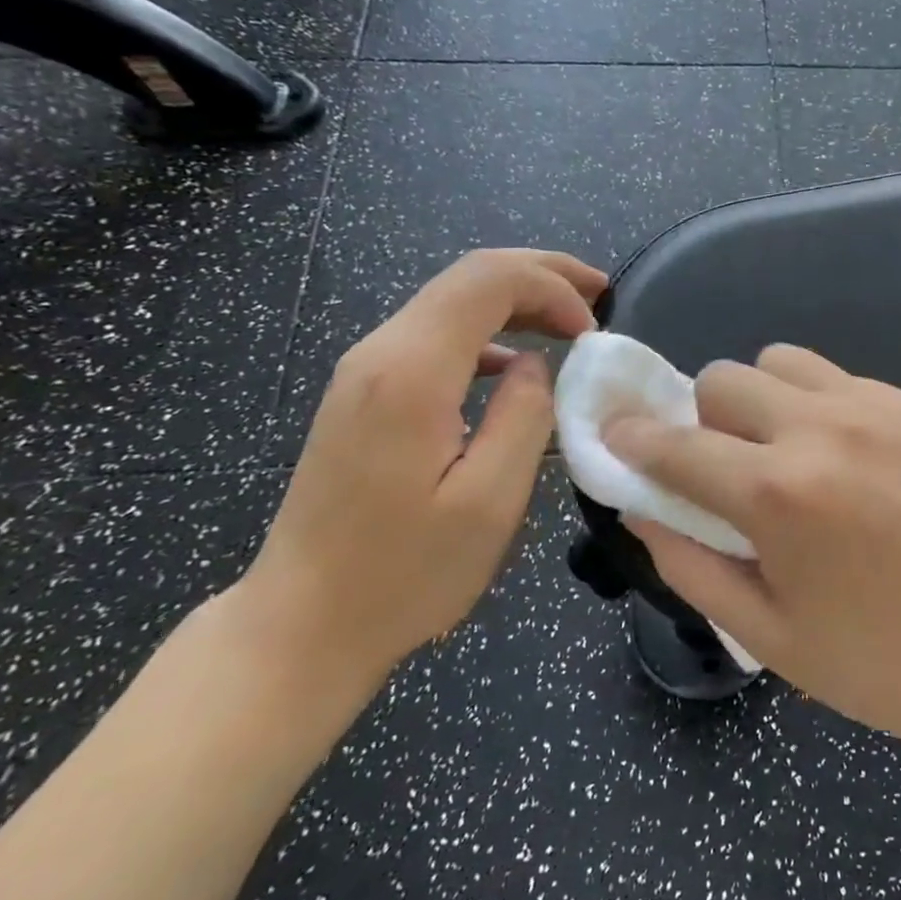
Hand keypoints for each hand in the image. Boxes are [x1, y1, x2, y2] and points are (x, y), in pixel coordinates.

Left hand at [238, 249, 607, 692]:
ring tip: (571, 319)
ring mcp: (365, 371)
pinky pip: (435, 335)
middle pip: (469, 276)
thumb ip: (525, 415)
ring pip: (452, 301)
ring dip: (517, 299)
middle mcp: (380, 352)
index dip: (552, 286)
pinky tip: (516, 364)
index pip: (489, 280)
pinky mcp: (364, 394)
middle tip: (599, 294)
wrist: (301, 624)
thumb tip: (536, 365)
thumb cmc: (403, 573)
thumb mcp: (489, 501)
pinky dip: (489, 332)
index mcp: (411, 372)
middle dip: (542, 274)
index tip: (593, 330)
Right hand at [606, 346, 900, 758]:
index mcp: (778, 495)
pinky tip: (852, 461)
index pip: (675, 444)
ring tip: (790, 454)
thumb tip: (641, 508)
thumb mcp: (769, 634)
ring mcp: (877, 408)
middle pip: (725, 378)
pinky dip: (821, 407)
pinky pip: (841, 380)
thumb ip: (690, 564)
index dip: (634, 439)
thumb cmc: (883, 663)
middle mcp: (821, 430)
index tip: (620, 437)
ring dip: (763, 401)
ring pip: (782, 361)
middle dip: (706, 421)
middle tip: (731, 470)